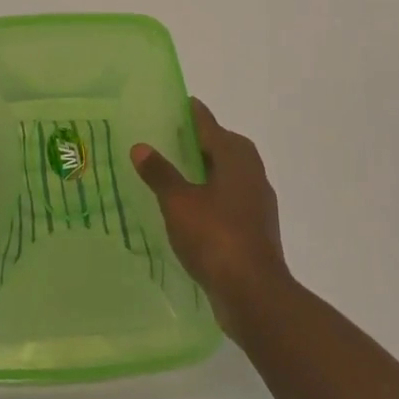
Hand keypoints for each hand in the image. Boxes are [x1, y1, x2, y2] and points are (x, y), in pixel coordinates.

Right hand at [131, 99, 287, 332]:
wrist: (254, 294)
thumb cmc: (215, 237)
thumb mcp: (178, 203)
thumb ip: (160, 174)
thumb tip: (141, 147)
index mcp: (236, 156)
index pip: (209, 125)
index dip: (192, 114)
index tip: (177, 104)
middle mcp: (252, 172)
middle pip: (223, 147)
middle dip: (199, 143)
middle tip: (170, 139)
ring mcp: (258, 202)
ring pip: (228, 175)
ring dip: (206, 172)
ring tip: (176, 174)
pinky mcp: (256, 229)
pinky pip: (230, 200)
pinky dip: (211, 197)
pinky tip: (191, 210)